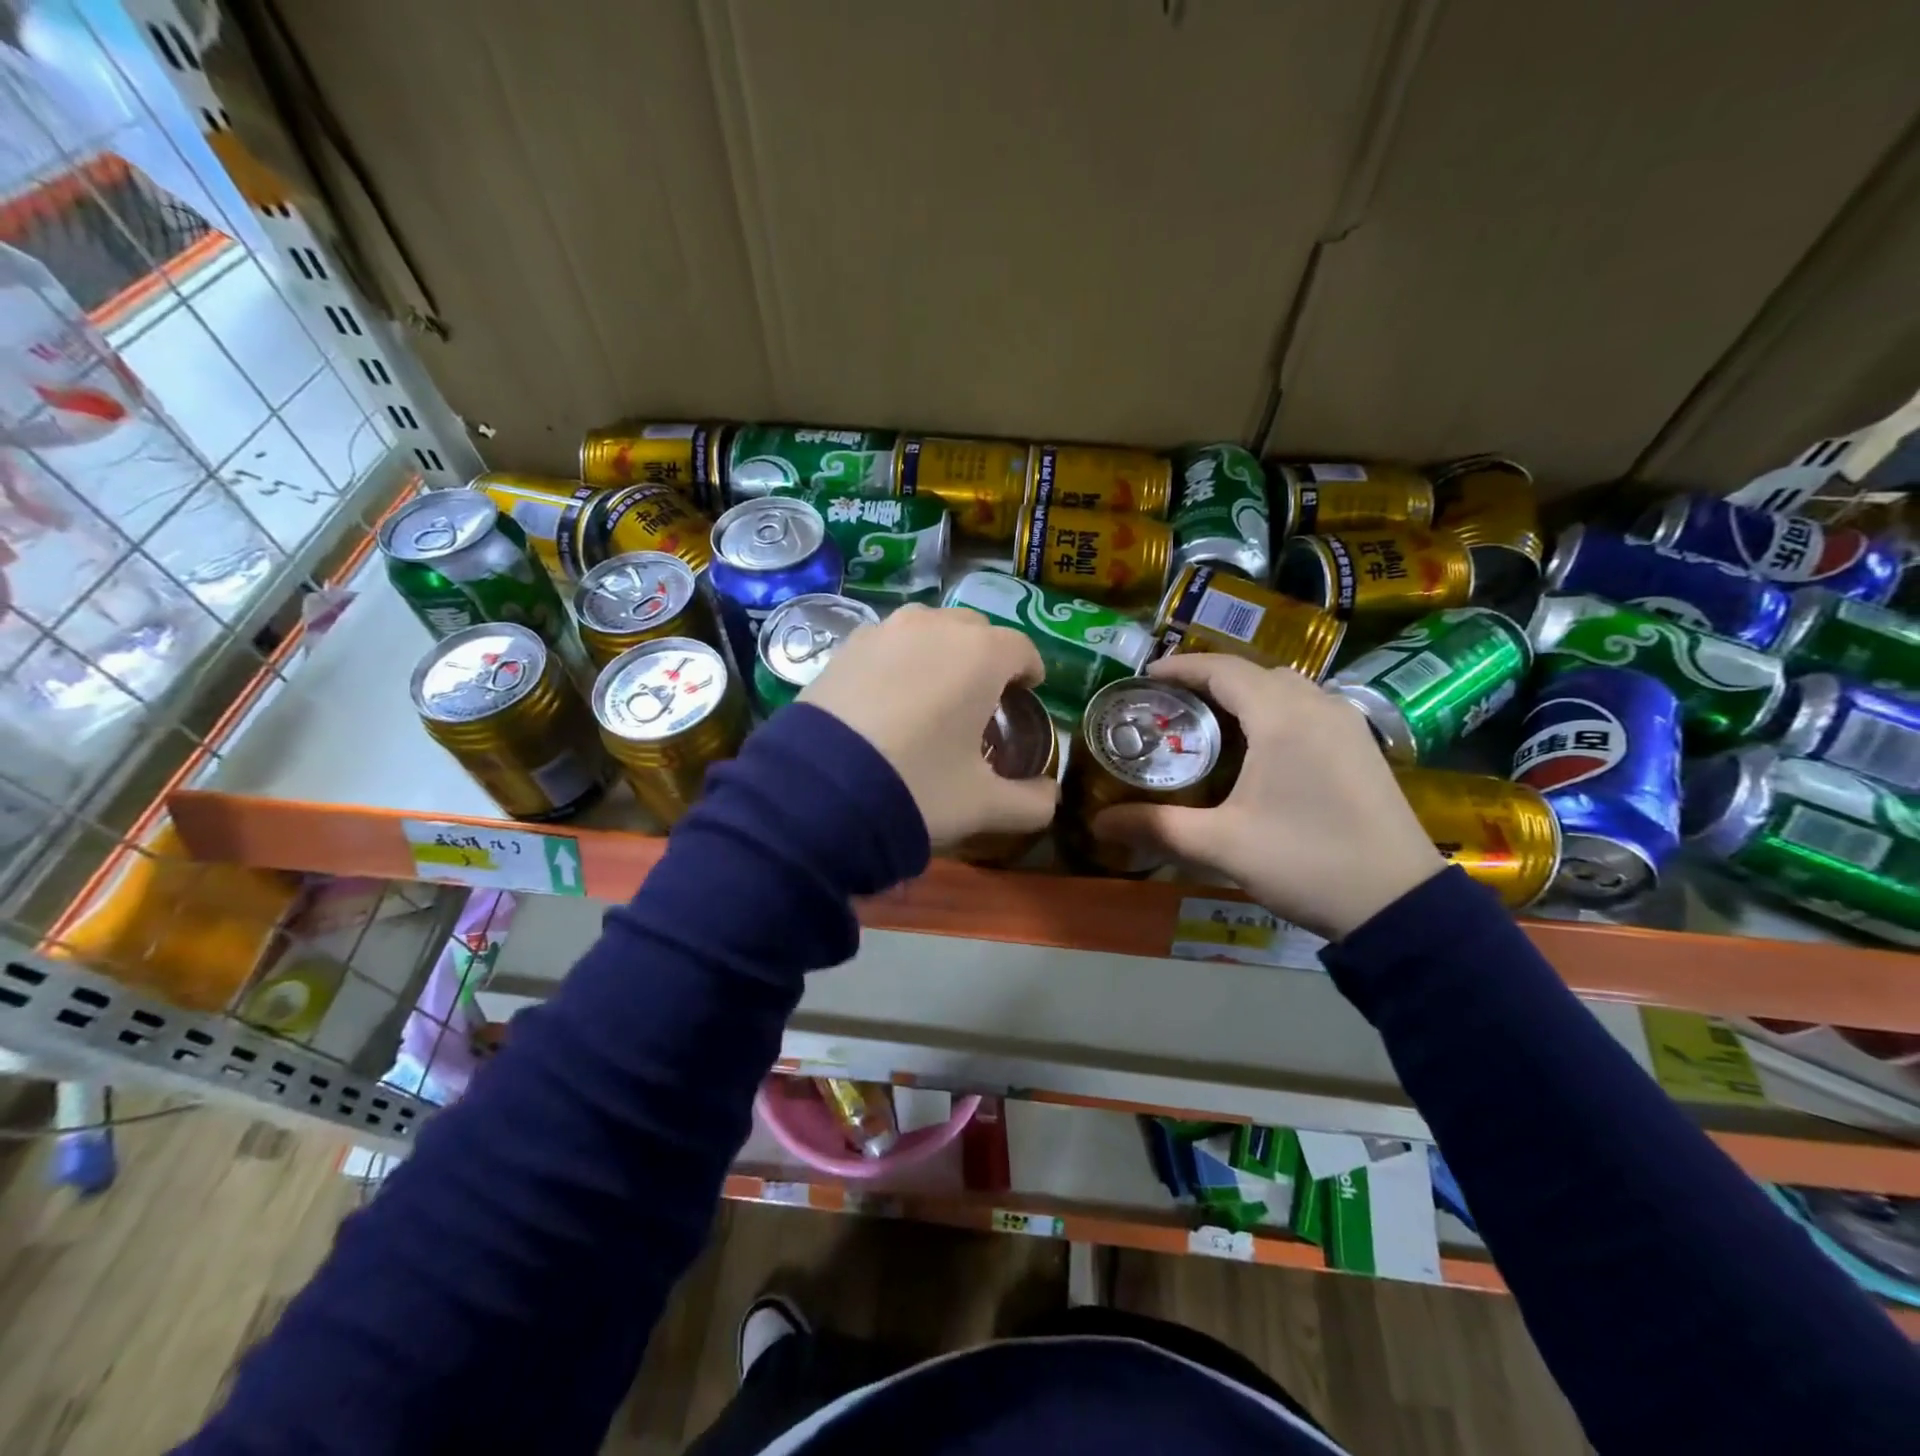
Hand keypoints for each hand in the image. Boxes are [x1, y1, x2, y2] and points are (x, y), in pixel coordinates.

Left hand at [800, 604, 1058, 845]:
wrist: (819, 790)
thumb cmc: (917, 787)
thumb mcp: (983, 804)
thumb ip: (1030, 802)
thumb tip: (1052, 798)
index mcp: (980, 655)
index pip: (1021, 648)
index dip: (1030, 670)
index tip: (1028, 692)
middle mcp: (935, 627)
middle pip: (975, 630)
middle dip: (987, 657)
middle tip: (982, 697)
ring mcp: (885, 632)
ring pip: (928, 628)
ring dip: (942, 650)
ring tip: (934, 690)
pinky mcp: (845, 646)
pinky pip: (887, 642)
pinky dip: (900, 659)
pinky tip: (889, 695)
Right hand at [1093, 654, 1443, 939]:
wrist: (1400, 905)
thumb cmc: (1307, 862)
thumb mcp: (1223, 846)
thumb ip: (1157, 827)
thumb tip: (1098, 823)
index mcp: (1283, 717)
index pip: (1223, 669)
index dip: (1180, 668)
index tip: (1143, 678)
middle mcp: (1318, 706)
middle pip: (1254, 673)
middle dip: (1208, 680)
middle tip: (1169, 704)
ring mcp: (1347, 724)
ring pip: (1285, 688)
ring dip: (1244, 694)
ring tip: (1207, 722)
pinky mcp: (1361, 747)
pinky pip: (1307, 708)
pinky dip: (1273, 710)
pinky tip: (1256, 747)